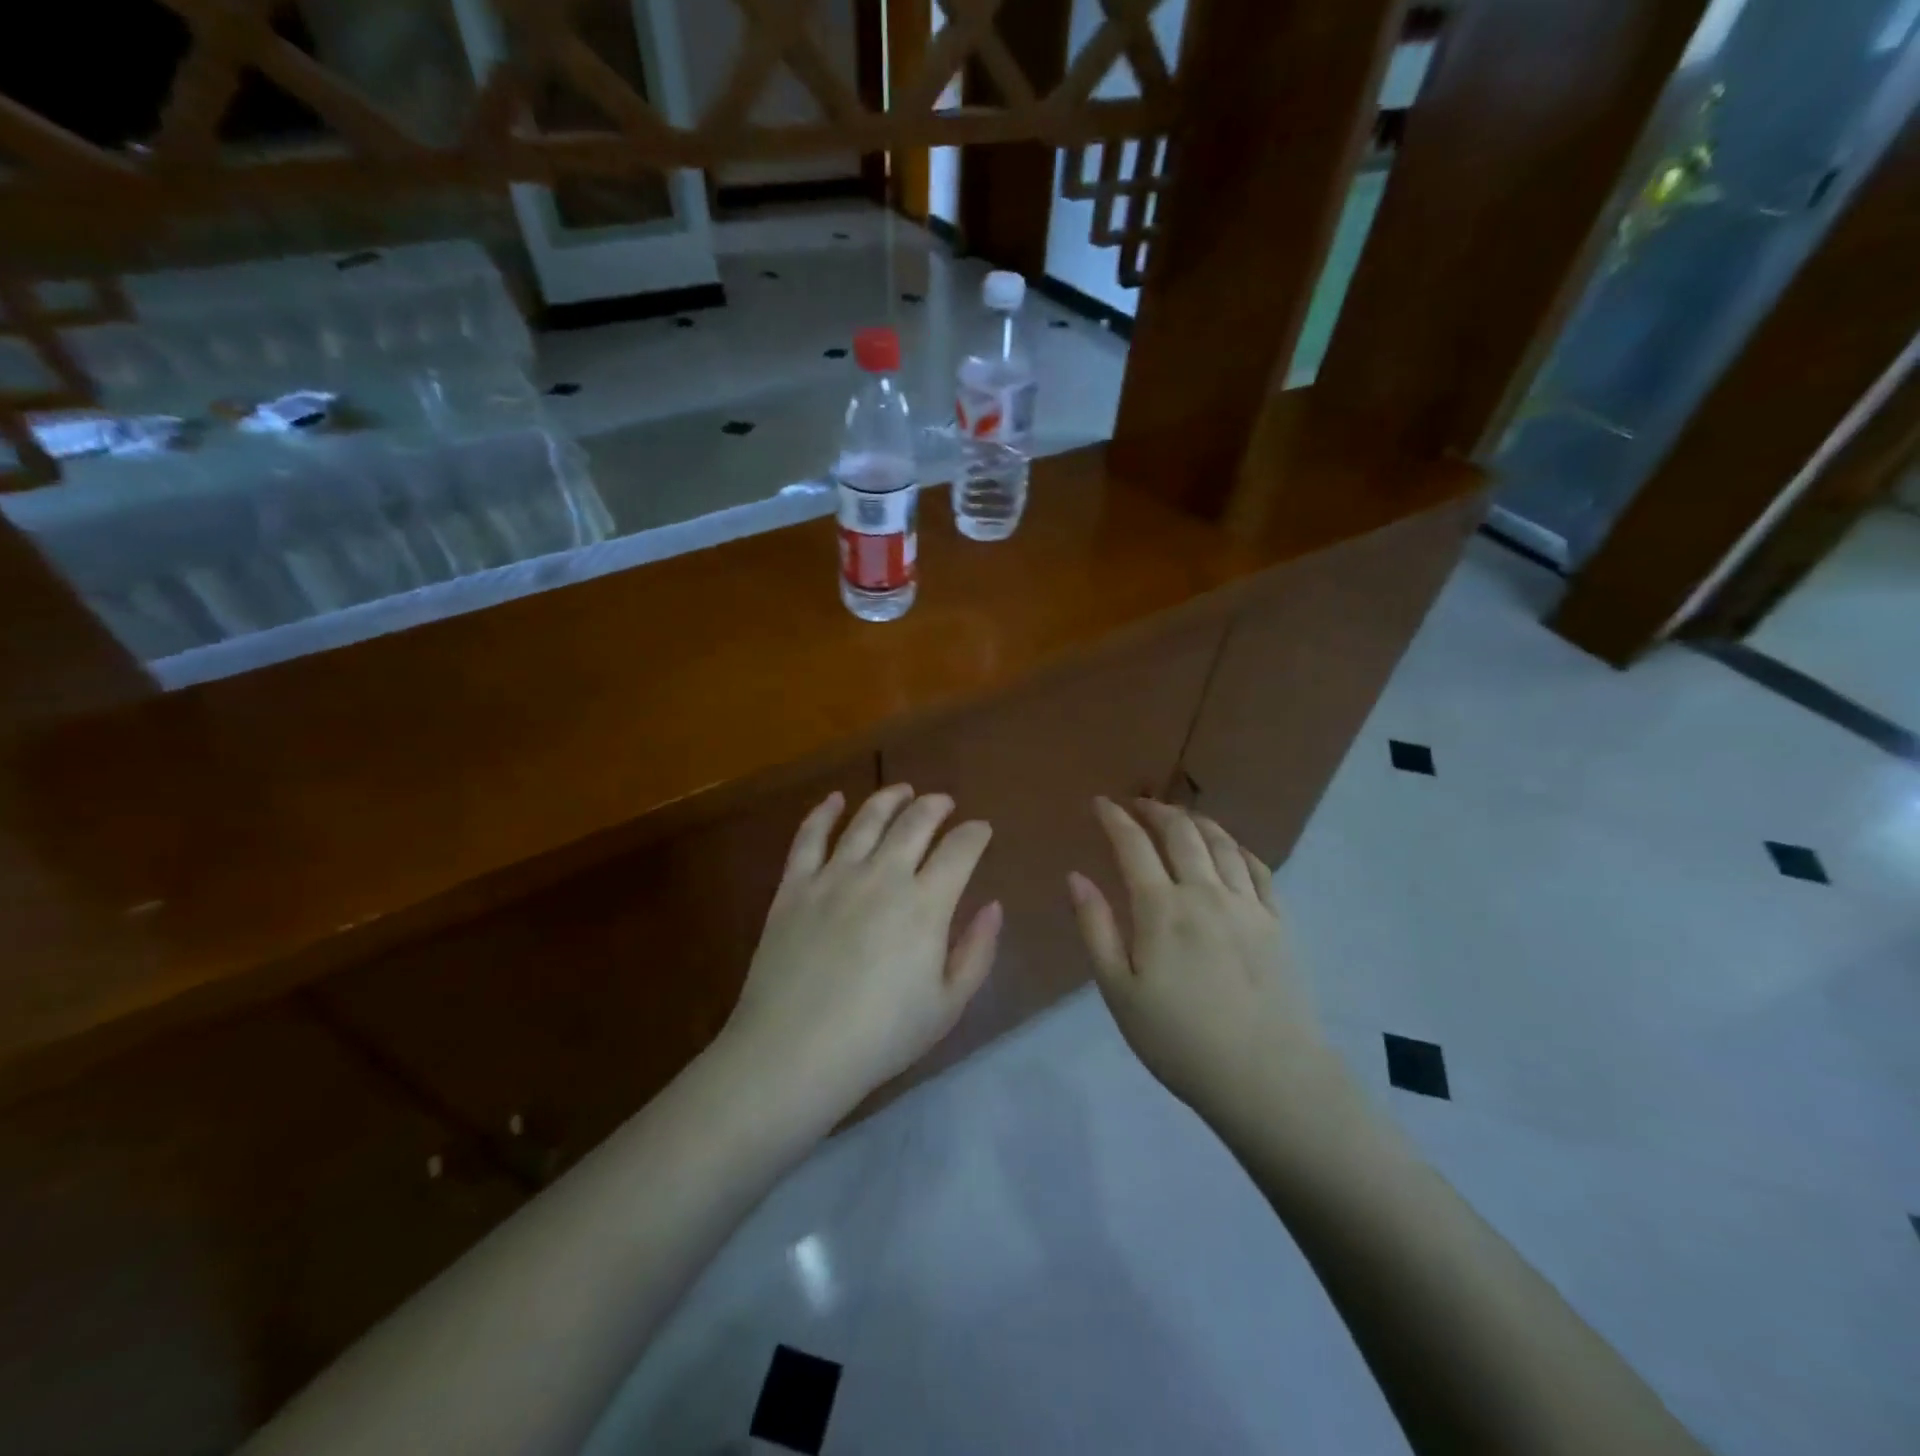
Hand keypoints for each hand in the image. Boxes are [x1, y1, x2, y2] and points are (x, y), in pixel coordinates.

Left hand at [724, 785, 999, 1111]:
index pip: (960, 850)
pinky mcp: (794, 886)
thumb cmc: (880, 1037)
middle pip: (914, 823)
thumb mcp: (947, 1005)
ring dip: (889, 799)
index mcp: (925, 904)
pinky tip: (835, 800)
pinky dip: (823, 813)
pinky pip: (809, 837)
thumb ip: (977, 951)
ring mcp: (834, 876)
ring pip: (866, 819)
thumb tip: (994, 906)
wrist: (794, 1052)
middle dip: (935, 806)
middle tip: (944, 802)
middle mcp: (882, 876)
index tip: (981, 830)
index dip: (975, 834)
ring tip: (902, 791)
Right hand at [1068, 798, 1337, 1123]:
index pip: (1133, 845)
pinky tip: (1229, 849)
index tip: (1100, 803)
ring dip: (1196, 821)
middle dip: (1155, 810)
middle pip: (1181, 832)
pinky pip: (1258, 868)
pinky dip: (1237, 848)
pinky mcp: (1278, 922)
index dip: (1114, 818)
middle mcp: (1205, 893)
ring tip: (1180, 816)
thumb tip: (1075, 876)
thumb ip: (1095, 928)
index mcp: (1161, 908)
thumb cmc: (1179, 1040)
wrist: (1267, 1077)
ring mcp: (1247, 905)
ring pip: (1221, 844)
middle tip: (1137, 803)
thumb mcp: (1118, 991)